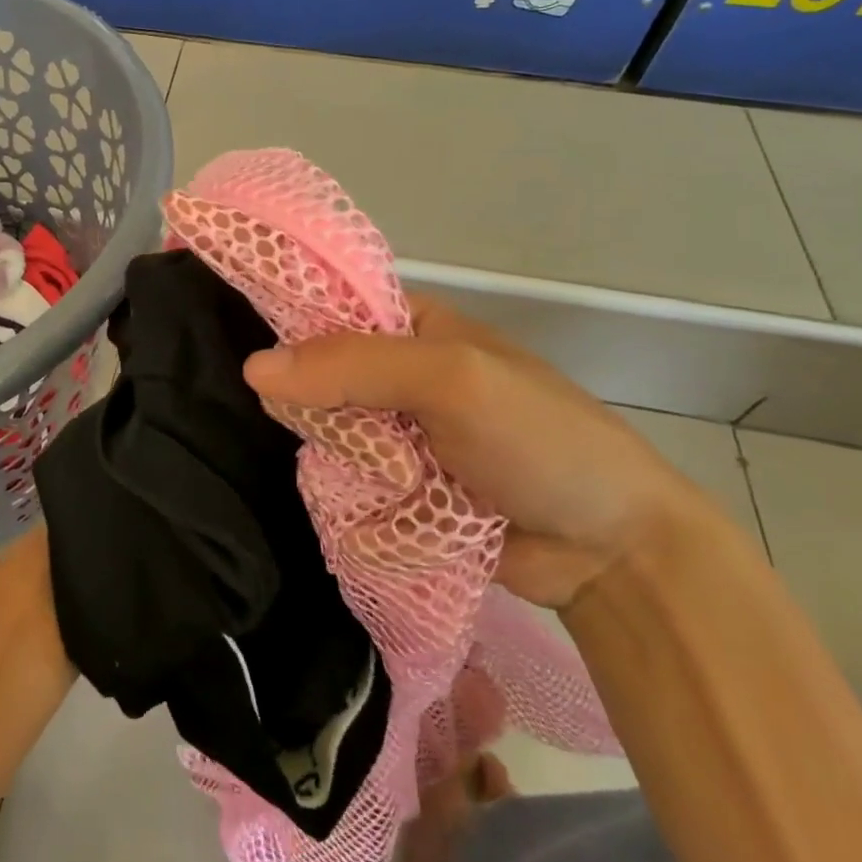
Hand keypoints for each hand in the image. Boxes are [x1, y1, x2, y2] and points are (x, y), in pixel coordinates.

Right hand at [242, 294, 710, 608]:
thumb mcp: (450, 381)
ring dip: (335, 456)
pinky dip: (344, 492)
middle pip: (320, 377)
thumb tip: (253, 368)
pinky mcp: (398, 488)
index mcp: (411, 325)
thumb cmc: (538, 440)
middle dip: (314, 406)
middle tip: (324, 433)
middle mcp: (396, 373)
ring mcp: (397, 434)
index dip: (289, 330)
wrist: (612, 550)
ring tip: (360, 478)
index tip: (248, 359)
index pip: (327, 311)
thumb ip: (355, 367)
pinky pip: (345, 480)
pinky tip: (348, 504)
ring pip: (328, 432)